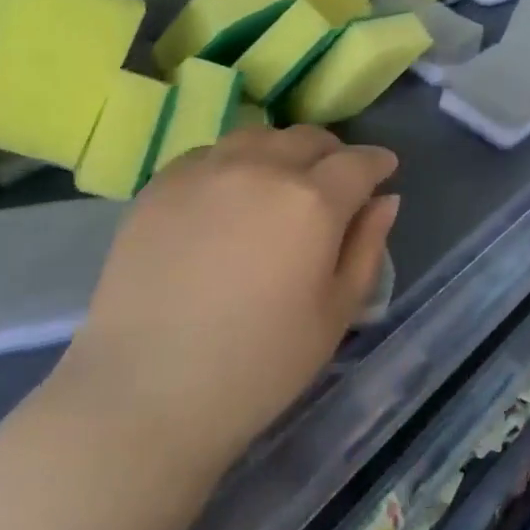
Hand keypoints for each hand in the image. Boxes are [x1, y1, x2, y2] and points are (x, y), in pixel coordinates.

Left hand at [60, 126, 398, 474]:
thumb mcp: (334, 315)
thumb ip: (366, 248)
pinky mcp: (160, 184)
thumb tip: (385, 200)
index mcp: (312, 201)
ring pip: (257, 137)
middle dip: (332, 153)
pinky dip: (234, 162)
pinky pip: (210, 153)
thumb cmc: (257, 367)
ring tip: (281, 181)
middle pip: (307, 138)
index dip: (377, 163)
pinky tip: (229, 194)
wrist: (144, 392)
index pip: (358, 162)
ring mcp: (205, 170)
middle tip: (336, 180)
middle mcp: (260, 168)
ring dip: (282, 151)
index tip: (384, 170)